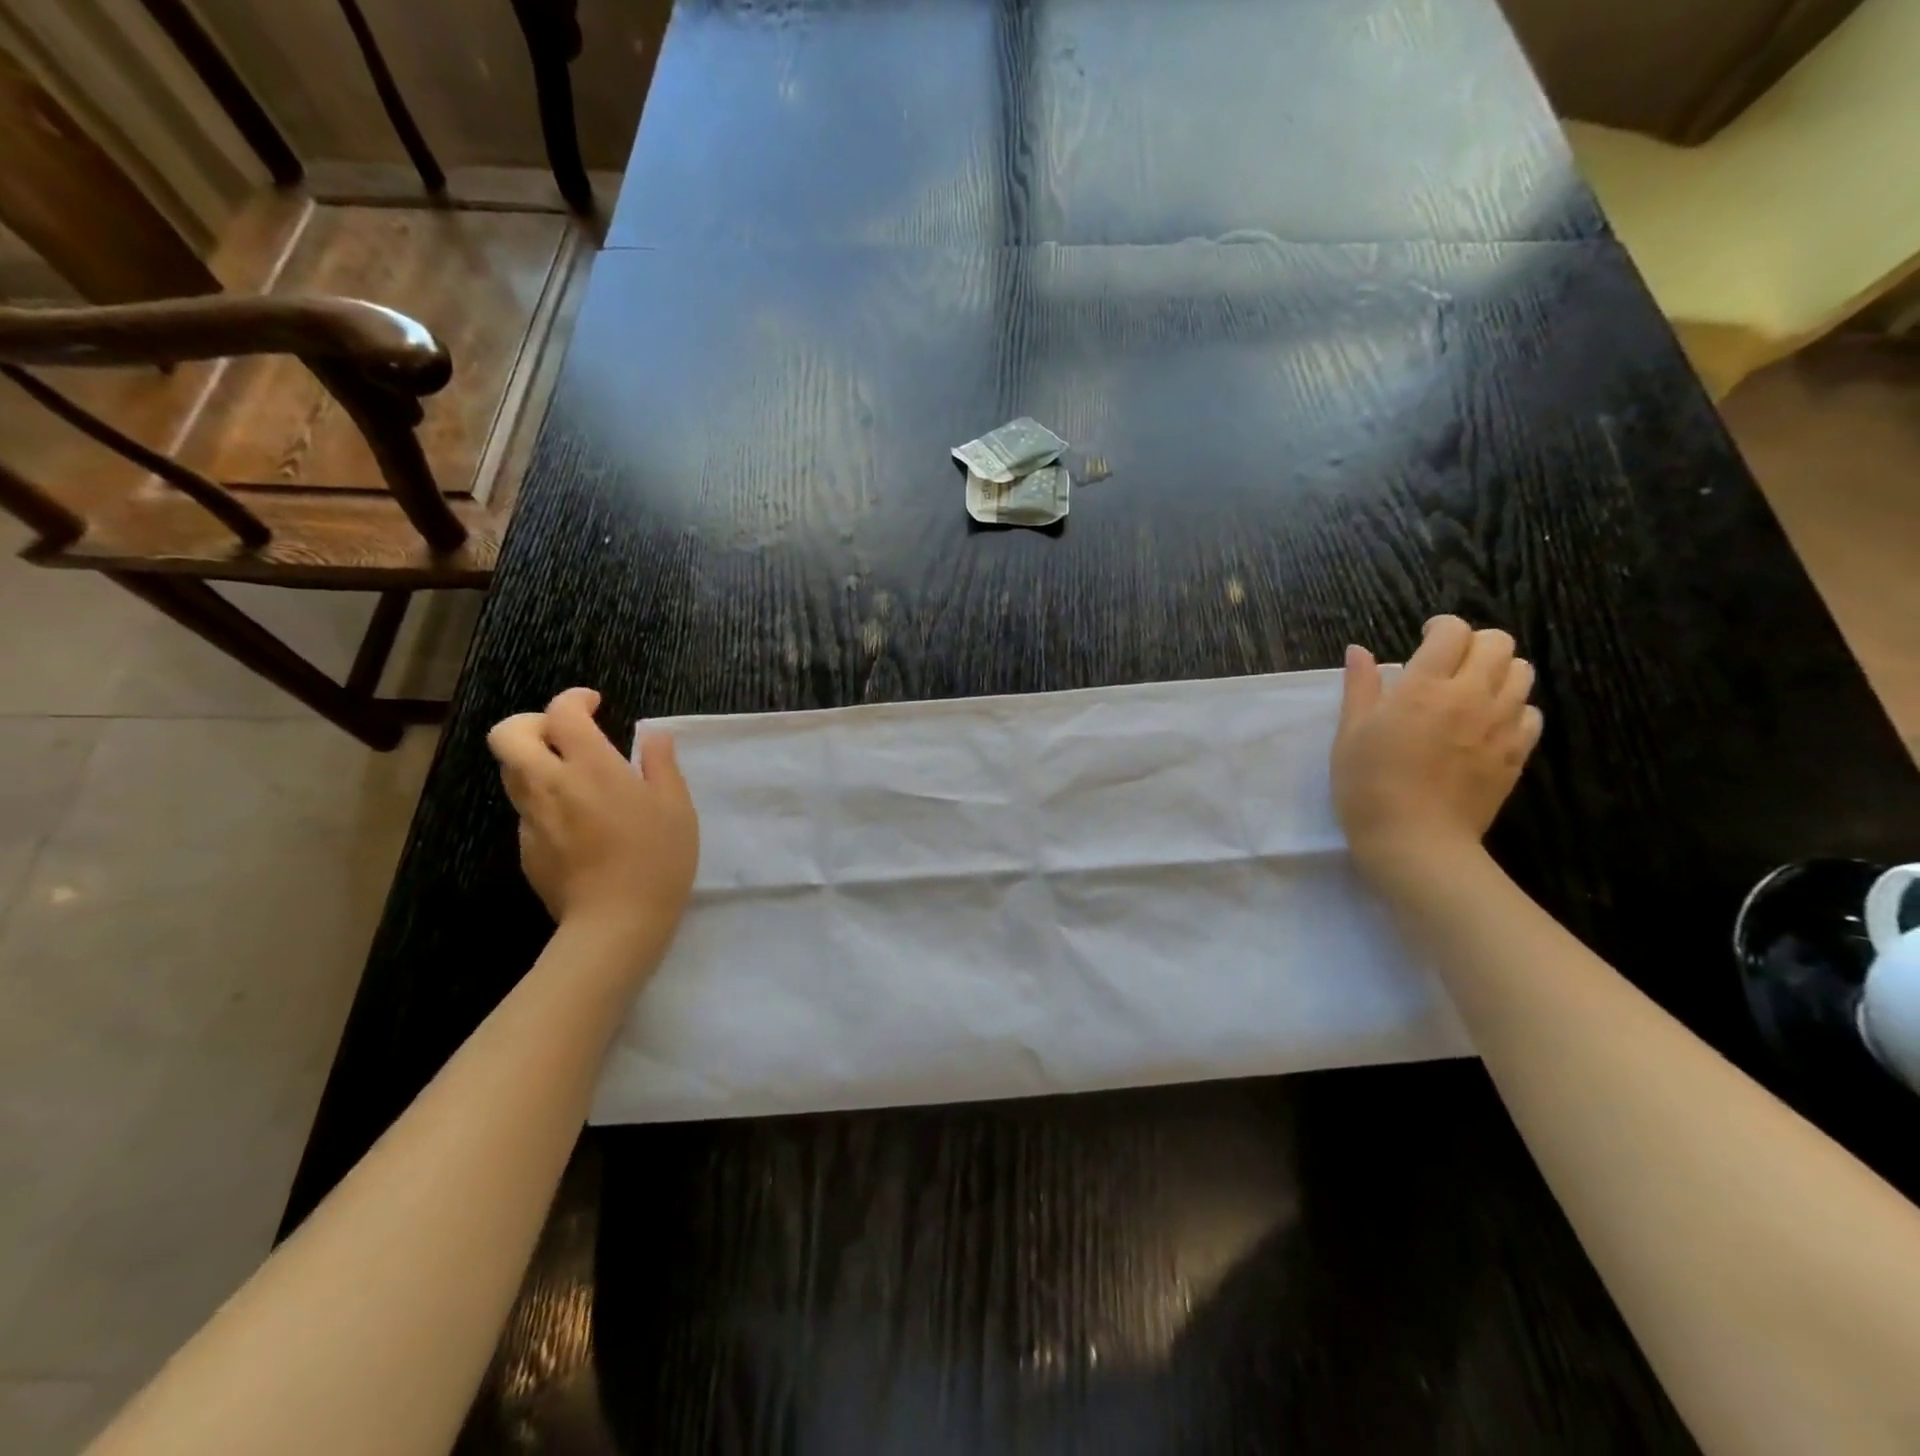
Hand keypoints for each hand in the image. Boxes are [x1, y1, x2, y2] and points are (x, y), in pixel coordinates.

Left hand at [487, 688, 699, 961]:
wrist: (615, 923)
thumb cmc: (656, 859)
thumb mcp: (676, 806)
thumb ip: (661, 764)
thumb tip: (653, 737)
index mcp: (591, 767)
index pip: (562, 713)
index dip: (574, 699)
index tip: (595, 705)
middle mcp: (550, 785)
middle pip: (509, 735)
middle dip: (532, 723)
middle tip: (564, 734)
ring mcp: (532, 819)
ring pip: (512, 772)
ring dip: (534, 760)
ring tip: (572, 775)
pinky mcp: (526, 849)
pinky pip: (526, 809)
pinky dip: (544, 800)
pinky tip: (578, 823)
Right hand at [1332, 616, 1541, 883]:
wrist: (1414, 841)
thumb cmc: (1368, 785)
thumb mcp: (1350, 734)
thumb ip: (1360, 687)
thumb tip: (1359, 650)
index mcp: (1425, 687)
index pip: (1452, 632)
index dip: (1440, 628)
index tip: (1424, 640)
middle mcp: (1471, 697)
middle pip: (1498, 644)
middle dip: (1474, 643)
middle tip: (1449, 663)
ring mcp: (1500, 726)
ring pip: (1522, 673)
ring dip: (1498, 672)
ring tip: (1470, 691)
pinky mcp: (1516, 754)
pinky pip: (1531, 713)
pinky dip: (1513, 708)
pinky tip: (1486, 724)